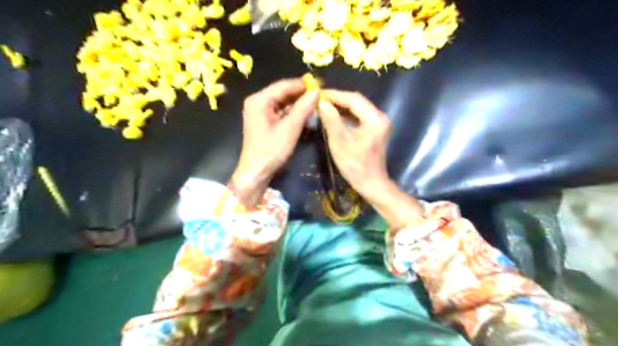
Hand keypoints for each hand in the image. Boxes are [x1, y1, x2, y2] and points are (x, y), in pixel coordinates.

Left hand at [231, 79, 318, 204]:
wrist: (256, 172)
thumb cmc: (271, 150)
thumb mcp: (290, 129)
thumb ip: (303, 108)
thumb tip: (316, 91)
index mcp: (260, 100)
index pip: (284, 85)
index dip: (303, 85)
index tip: (321, 86)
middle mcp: (258, 102)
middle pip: (284, 93)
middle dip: (302, 96)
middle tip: (321, 98)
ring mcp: (260, 112)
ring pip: (284, 104)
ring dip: (299, 106)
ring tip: (317, 108)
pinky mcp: (264, 122)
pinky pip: (281, 113)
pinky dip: (293, 115)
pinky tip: (306, 119)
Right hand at [319, 89, 389, 197]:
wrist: (371, 183)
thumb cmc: (355, 166)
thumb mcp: (340, 143)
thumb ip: (331, 121)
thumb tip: (322, 103)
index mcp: (374, 119)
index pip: (353, 99)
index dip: (335, 95)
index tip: (319, 93)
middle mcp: (380, 117)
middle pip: (357, 101)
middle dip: (338, 99)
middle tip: (320, 99)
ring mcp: (379, 123)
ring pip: (358, 108)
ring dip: (342, 106)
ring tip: (324, 106)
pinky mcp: (376, 129)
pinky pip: (360, 116)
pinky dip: (347, 115)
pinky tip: (335, 116)